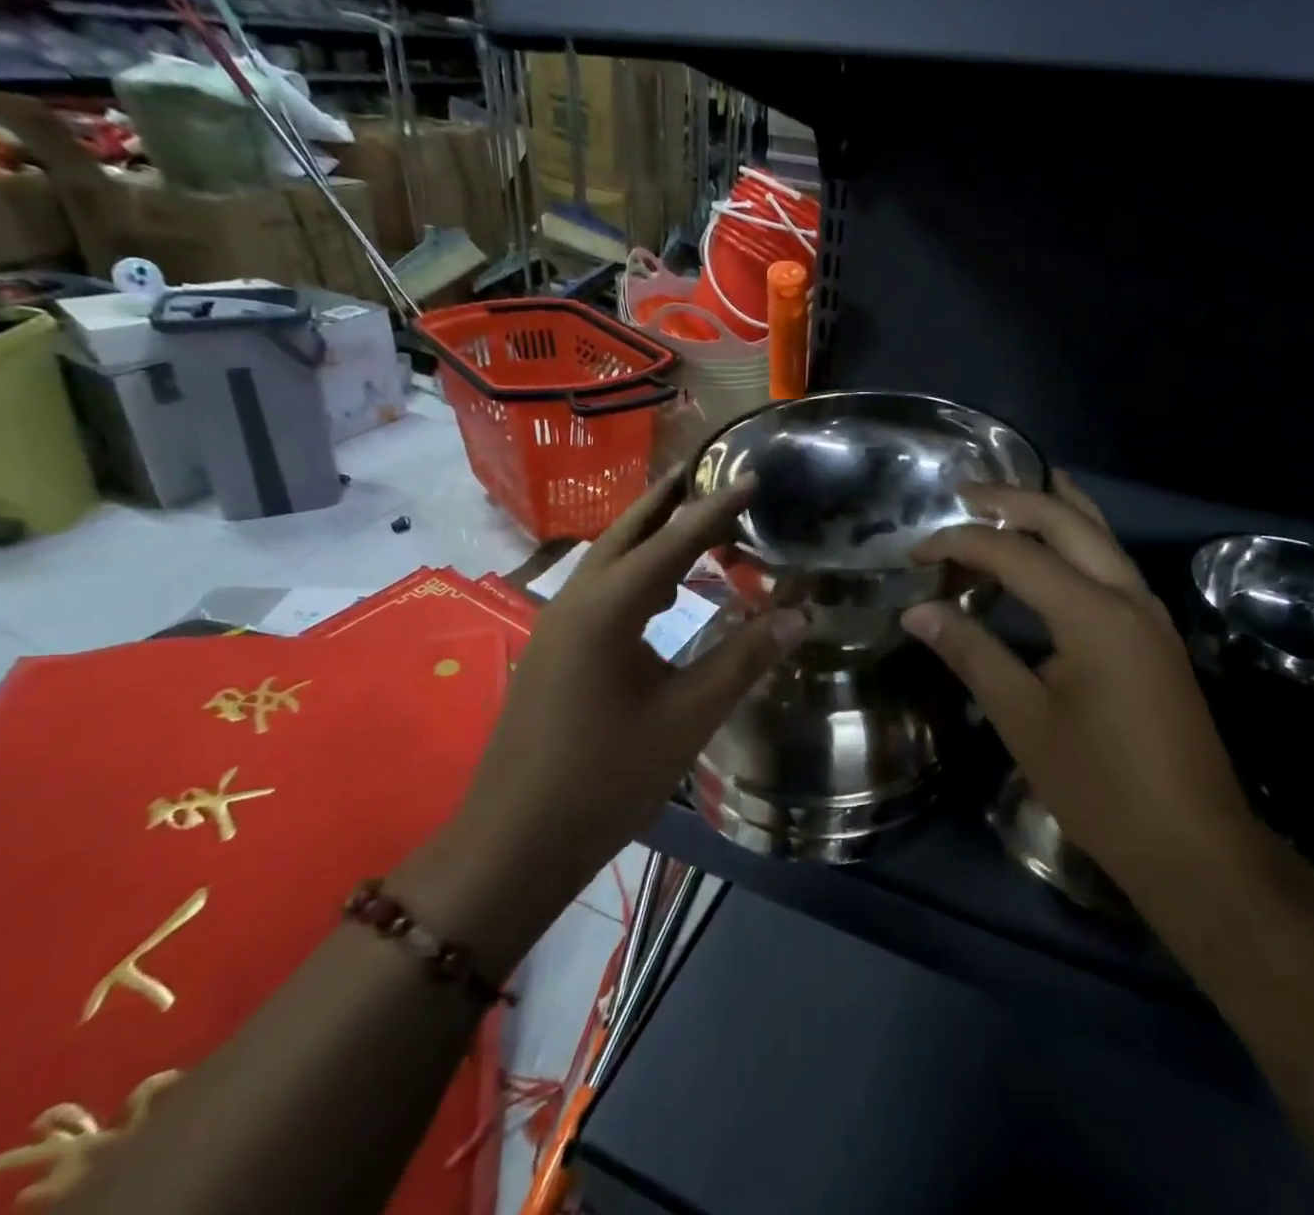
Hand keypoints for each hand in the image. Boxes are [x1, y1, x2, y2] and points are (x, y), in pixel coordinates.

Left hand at [424, 472, 803, 960]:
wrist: (514, 842)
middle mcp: (577, 601)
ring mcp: (558, 625)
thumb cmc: (606, 778)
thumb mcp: (687, 716)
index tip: (752, 476)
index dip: (717, 509)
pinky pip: (601, 590)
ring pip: (610, 560)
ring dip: (651, 536)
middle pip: (628, 532)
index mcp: (608, 608)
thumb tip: (800, 614)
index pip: (673, 541)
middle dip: (669, 501)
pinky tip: (663, 593)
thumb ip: (744, 659)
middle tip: (708, 471)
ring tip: (695, 524)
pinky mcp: (555, 649)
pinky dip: (637, 573)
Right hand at [899, 474, 1254, 885]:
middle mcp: (1128, 595)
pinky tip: (1053, 549)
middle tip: (963, 491)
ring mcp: (1150, 612)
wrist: (1194, 845)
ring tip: (1009, 495)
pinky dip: (1076, 539)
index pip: (1015, 553)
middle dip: (1012, 499)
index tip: (916, 553)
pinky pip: (1112, 561)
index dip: (960, 543)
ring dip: (1053, 508)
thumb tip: (917, 611)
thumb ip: (972, 653)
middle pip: (1067, 520)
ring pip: (1099, 534)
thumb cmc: (1100, 786)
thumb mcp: (1023, 719)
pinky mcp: (1156, 633)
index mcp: (1093, 613)